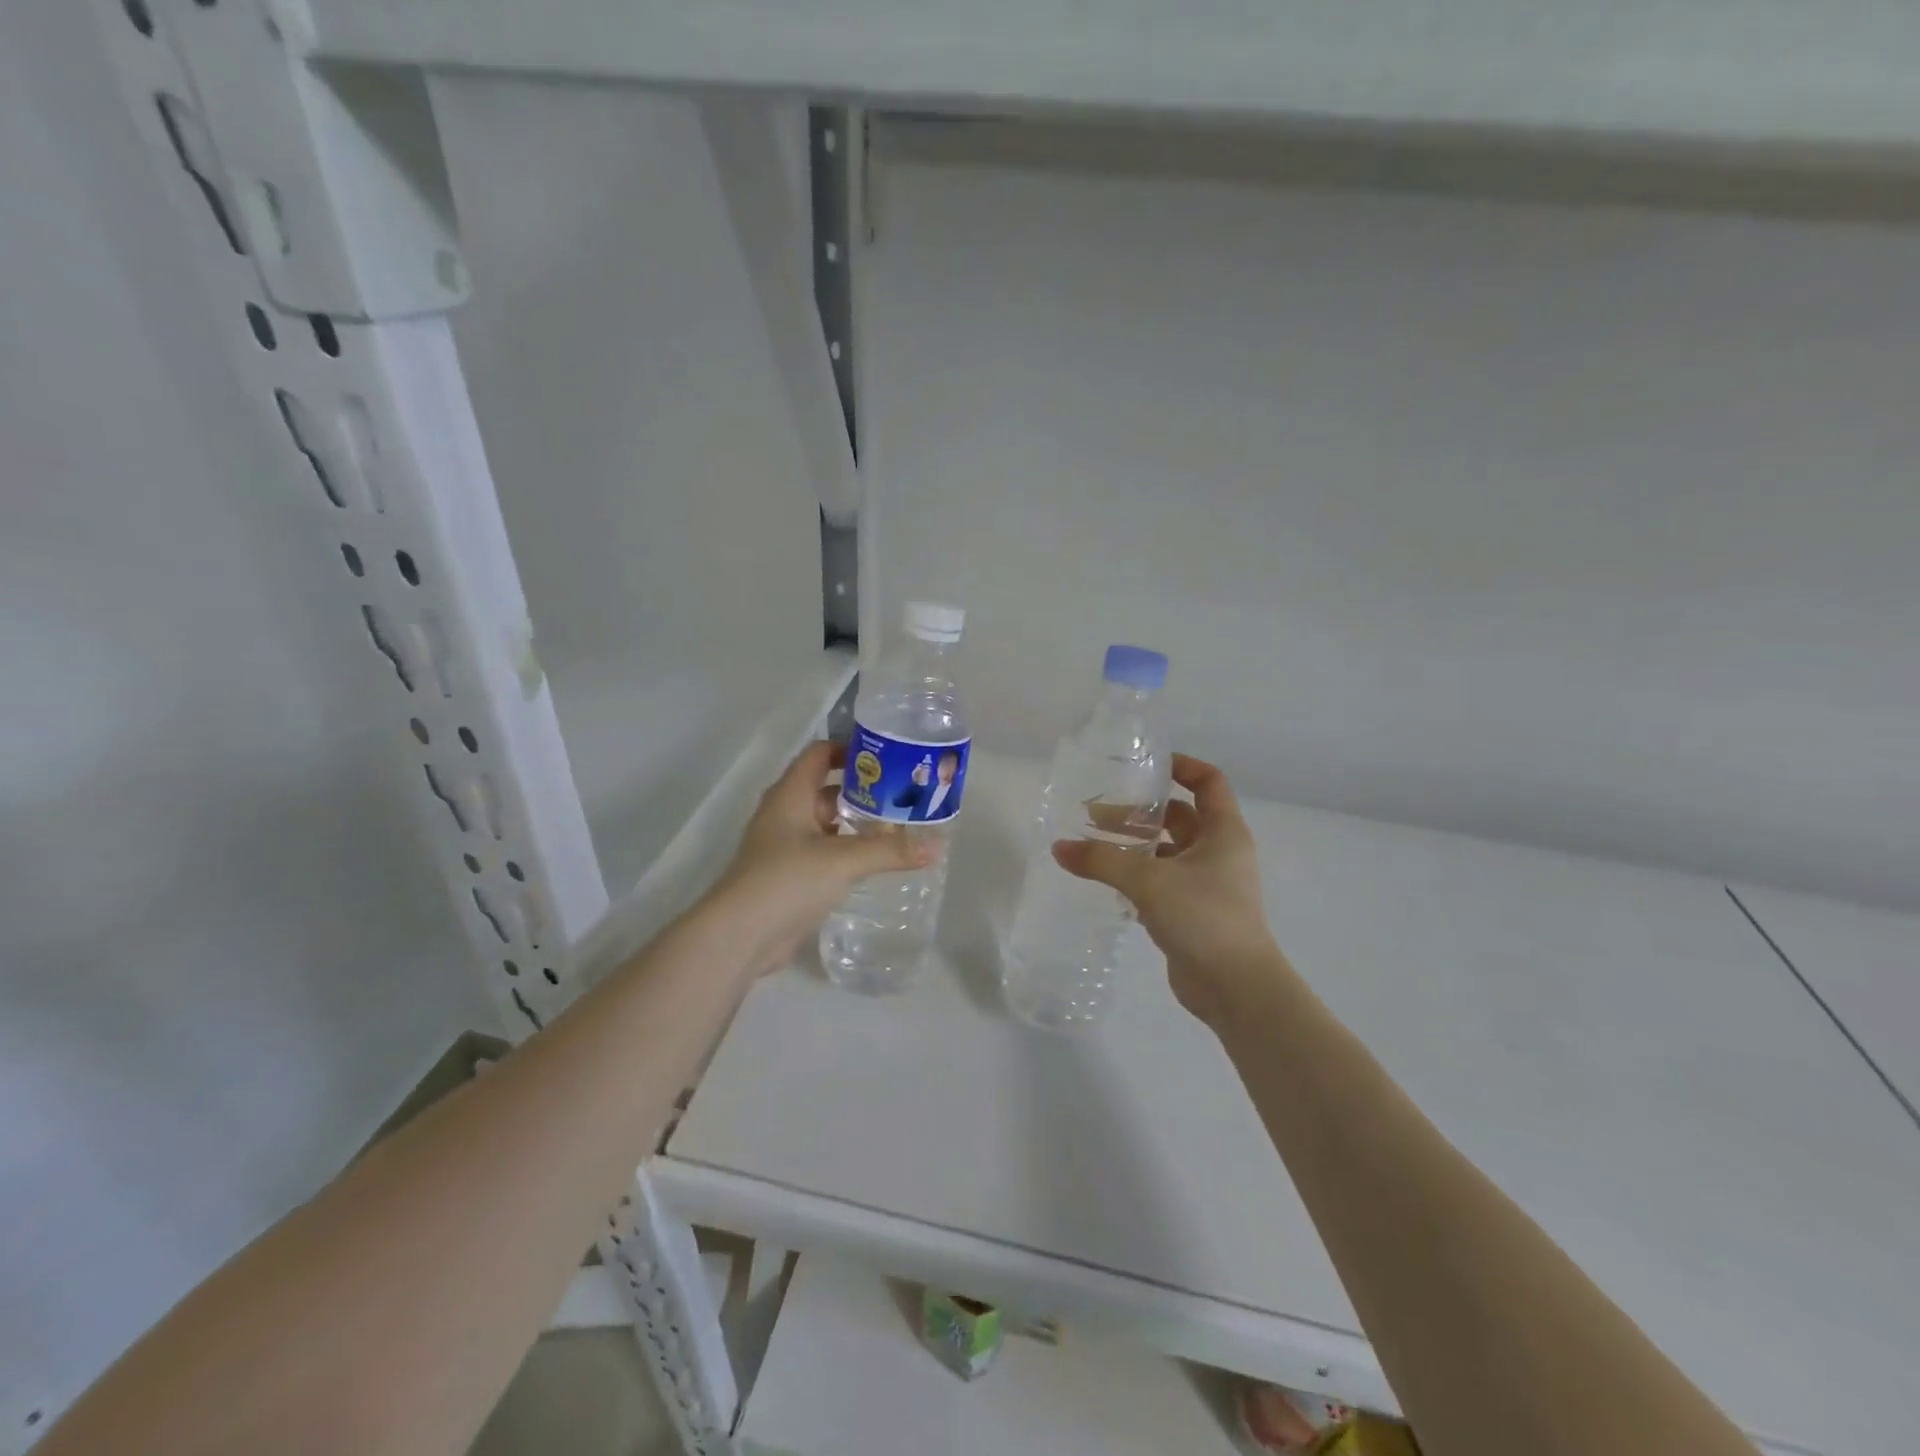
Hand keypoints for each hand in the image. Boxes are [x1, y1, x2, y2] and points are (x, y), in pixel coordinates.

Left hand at [710, 741, 931, 976]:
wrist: (741, 935)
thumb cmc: (787, 879)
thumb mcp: (844, 860)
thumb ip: (890, 850)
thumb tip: (935, 847)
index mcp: (790, 794)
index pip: (819, 754)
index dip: (850, 749)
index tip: (888, 756)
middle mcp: (786, 814)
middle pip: (827, 789)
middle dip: (864, 790)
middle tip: (904, 793)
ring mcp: (786, 846)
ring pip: (827, 823)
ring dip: (858, 822)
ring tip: (899, 825)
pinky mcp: (791, 875)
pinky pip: (825, 851)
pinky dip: (849, 850)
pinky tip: (876, 860)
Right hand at [1053, 754, 1289, 1023]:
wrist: (1237, 989)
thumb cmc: (1204, 918)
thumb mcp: (1148, 881)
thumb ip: (1101, 860)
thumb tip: (1058, 848)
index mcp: (1223, 833)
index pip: (1208, 781)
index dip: (1181, 766)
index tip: (1145, 766)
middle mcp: (1219, 853)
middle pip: (1180, 817)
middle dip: (1141, 811)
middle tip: (1097, 814)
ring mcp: (1207, 885)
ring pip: (1168, 852)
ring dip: (1136, 846)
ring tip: (1093, 846)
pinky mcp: (1193, 913)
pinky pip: (1162, 882)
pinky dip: (1137, 876)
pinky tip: (1106, 881)